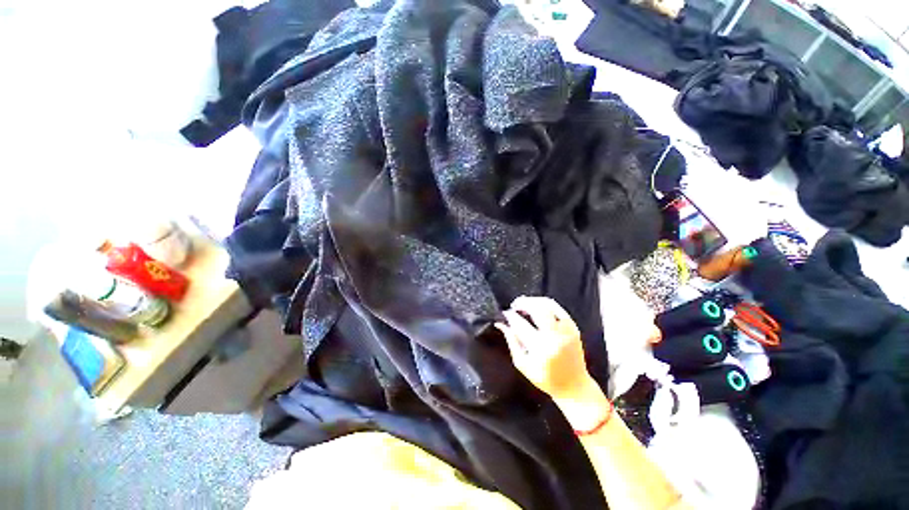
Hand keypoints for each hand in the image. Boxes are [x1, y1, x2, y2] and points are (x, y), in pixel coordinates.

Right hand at [495, 296, 598, 402]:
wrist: (574, 386)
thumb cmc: (546, 379)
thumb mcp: (523, 364)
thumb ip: (511, 341)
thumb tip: (501, 324)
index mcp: (540, 348)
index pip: (520, 324)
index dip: (510, 316)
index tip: (504, 314)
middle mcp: (554, 336)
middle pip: (536, 309)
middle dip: (522, 303)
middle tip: (514, 305)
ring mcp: (566, 330)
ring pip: (548, 304)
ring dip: (533, 300)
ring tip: (524, 303)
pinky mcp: (574, 328)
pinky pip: (559, 308)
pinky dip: (546, 303)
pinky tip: (538, 306)